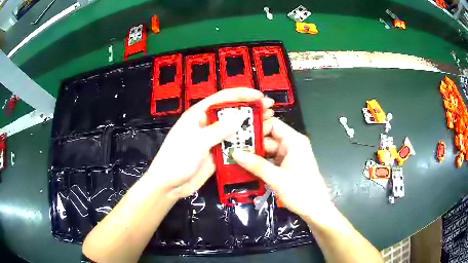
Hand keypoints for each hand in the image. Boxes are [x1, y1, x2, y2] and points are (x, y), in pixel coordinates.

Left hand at [146, 88, 274, 199]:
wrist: (169, 185)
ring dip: (251, 125)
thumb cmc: (177, 159)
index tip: (259, 96)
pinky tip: (260, 141)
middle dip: (251, 108)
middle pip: (232, 112)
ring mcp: (213, 139)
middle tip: (270, 108)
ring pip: (235, 129)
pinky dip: (246, 143)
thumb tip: (241, 116)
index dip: (242, 95)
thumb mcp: (196, 142)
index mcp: (199, 114)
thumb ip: (218, 130)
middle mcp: (208, 124)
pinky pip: (234, 145)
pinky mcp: (218, 153)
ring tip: (270, 121)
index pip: (222, 98)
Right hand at [233, 117, 331, 220]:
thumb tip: (235, 153)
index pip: (272, 125)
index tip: (237, 134)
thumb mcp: (277, 179)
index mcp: (294, 141)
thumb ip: (256, 165)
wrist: (315, 210)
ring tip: (234, 158)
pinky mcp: (286, 166)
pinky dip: (259, 164)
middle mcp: (291, 145)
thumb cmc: (301, 192)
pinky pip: (270, 160)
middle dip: (251, 144)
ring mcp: (289, 156)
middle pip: (268, 138)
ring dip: (253, 155)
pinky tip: (245, 168)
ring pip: (267, 150)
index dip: (255, 127)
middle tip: (230, 148)